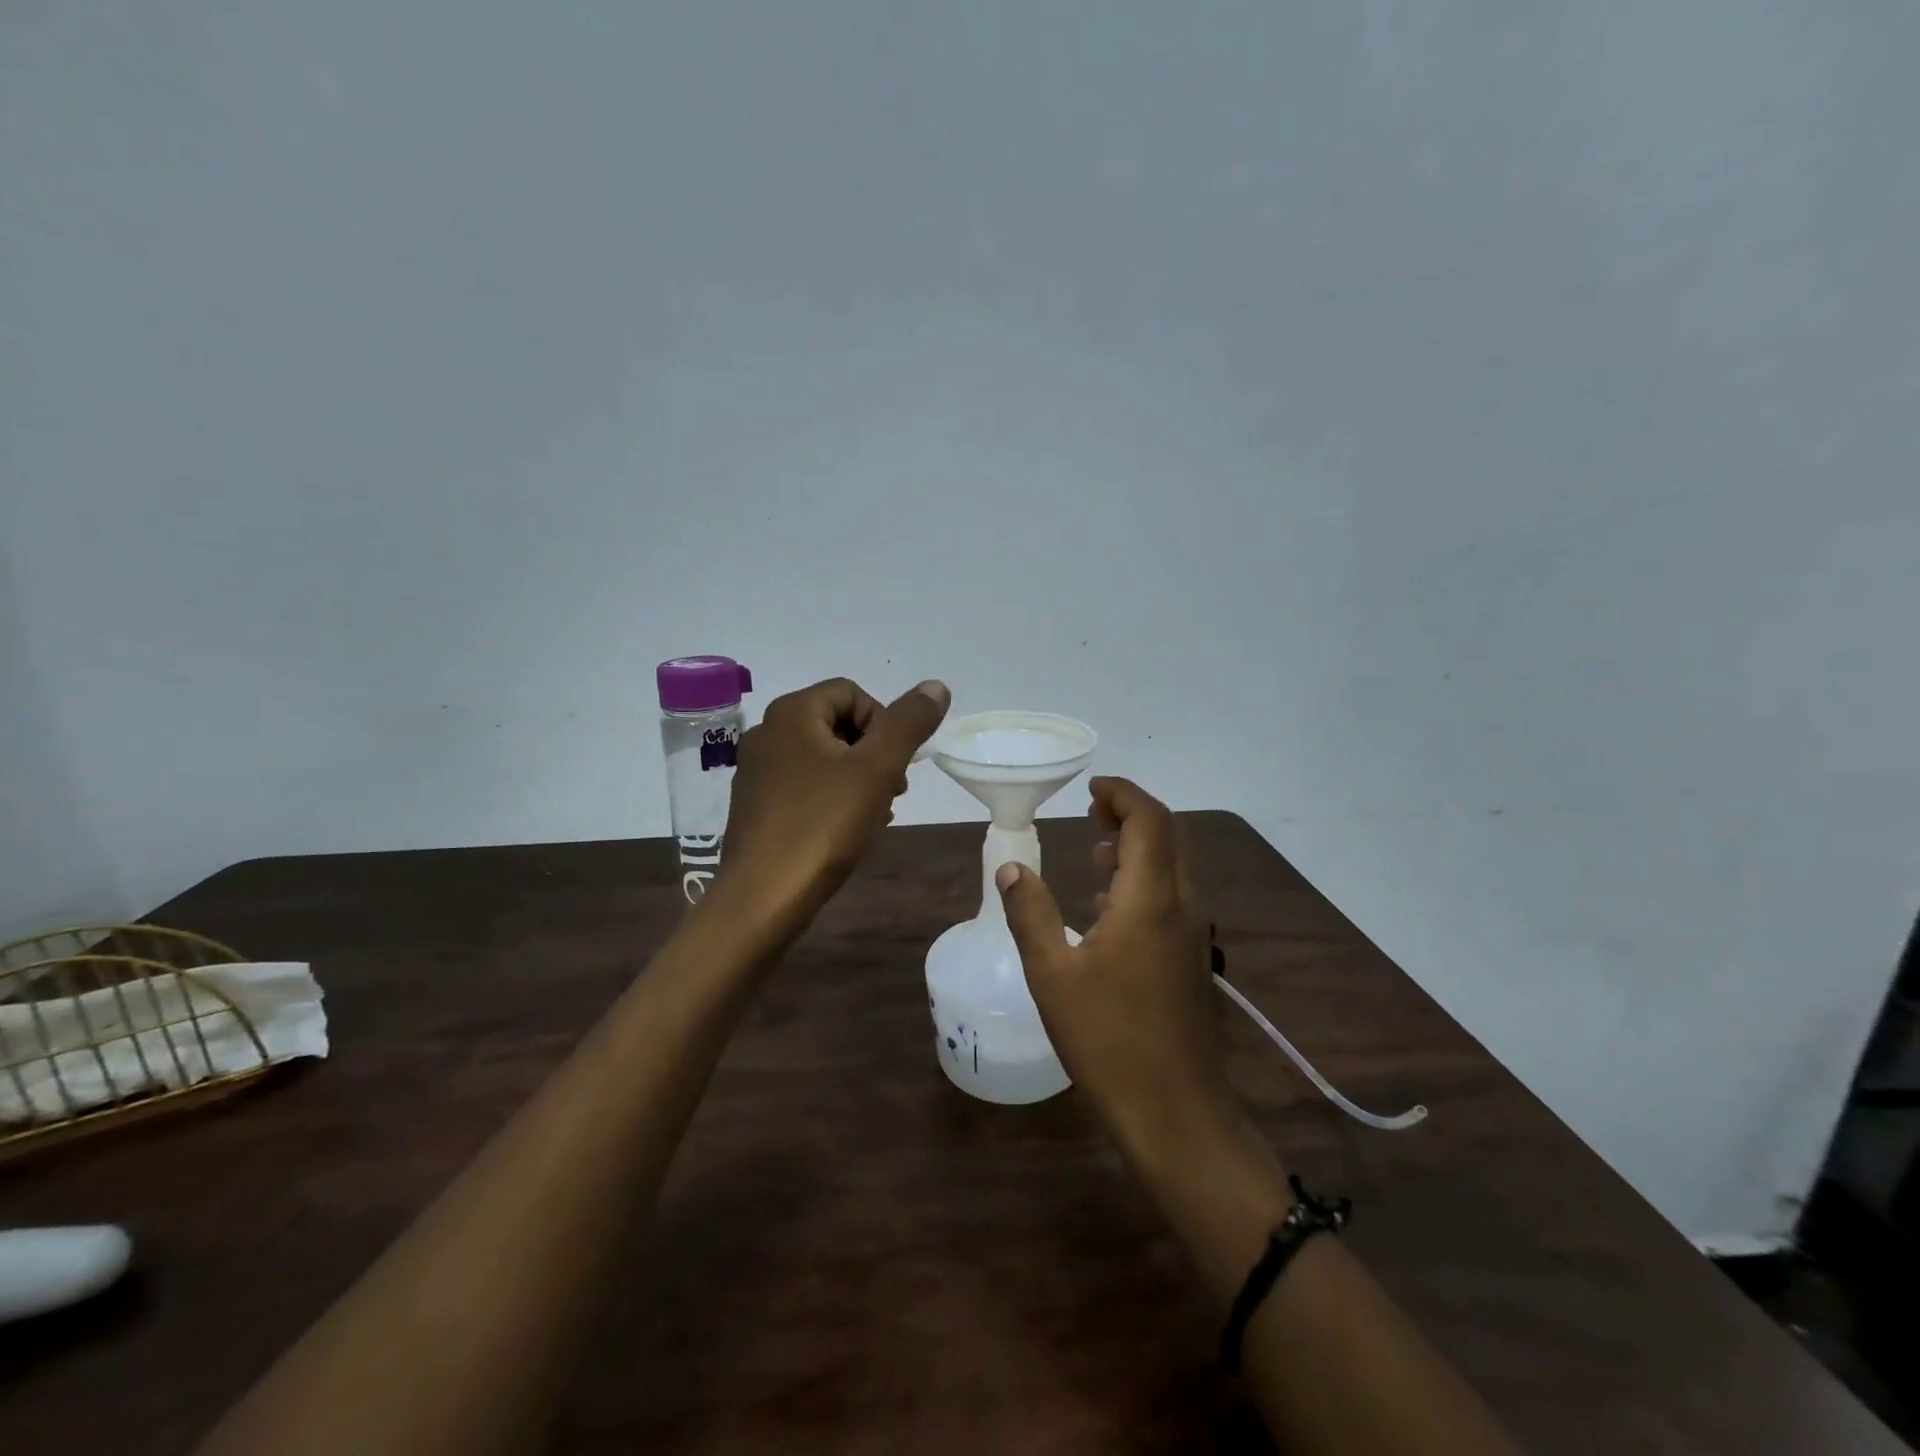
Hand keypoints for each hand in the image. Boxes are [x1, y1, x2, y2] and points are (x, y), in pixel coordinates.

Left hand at [717, 676, 949, 936]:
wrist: (763, 896)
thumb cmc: (823, 824)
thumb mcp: (877, 769)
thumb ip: (909, 723)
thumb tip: (936, 686)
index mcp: (792, 713)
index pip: (852, 692)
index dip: (884, 723)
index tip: (896, 765)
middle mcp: (767, 732)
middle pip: (837, 723)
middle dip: (873, 753)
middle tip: (893, 791)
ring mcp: (756, 771)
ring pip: (823, 757)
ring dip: (858, 778)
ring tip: (876, 814)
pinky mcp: (755, 805)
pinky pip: (804, 785)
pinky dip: (833, 797)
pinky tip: (849, 829)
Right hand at [995, 777, 1231, 1152]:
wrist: (1175, 1112)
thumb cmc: (1108, 1039)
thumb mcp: (1052, 974)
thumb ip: (1030, 913)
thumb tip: (1010, 866)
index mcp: (1150, 900)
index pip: (1150, 820)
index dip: (1123, 794)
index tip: (1090, 788)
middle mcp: (1181, 906)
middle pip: (1169, 836)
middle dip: (1132, 813)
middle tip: (1090, 810)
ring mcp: (1193, 934)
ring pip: (1174, 866)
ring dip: (1139, 846)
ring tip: (1095, 848)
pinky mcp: (1192, 958)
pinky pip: (1172, 896)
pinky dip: (1144, 878)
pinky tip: (1108, 903)